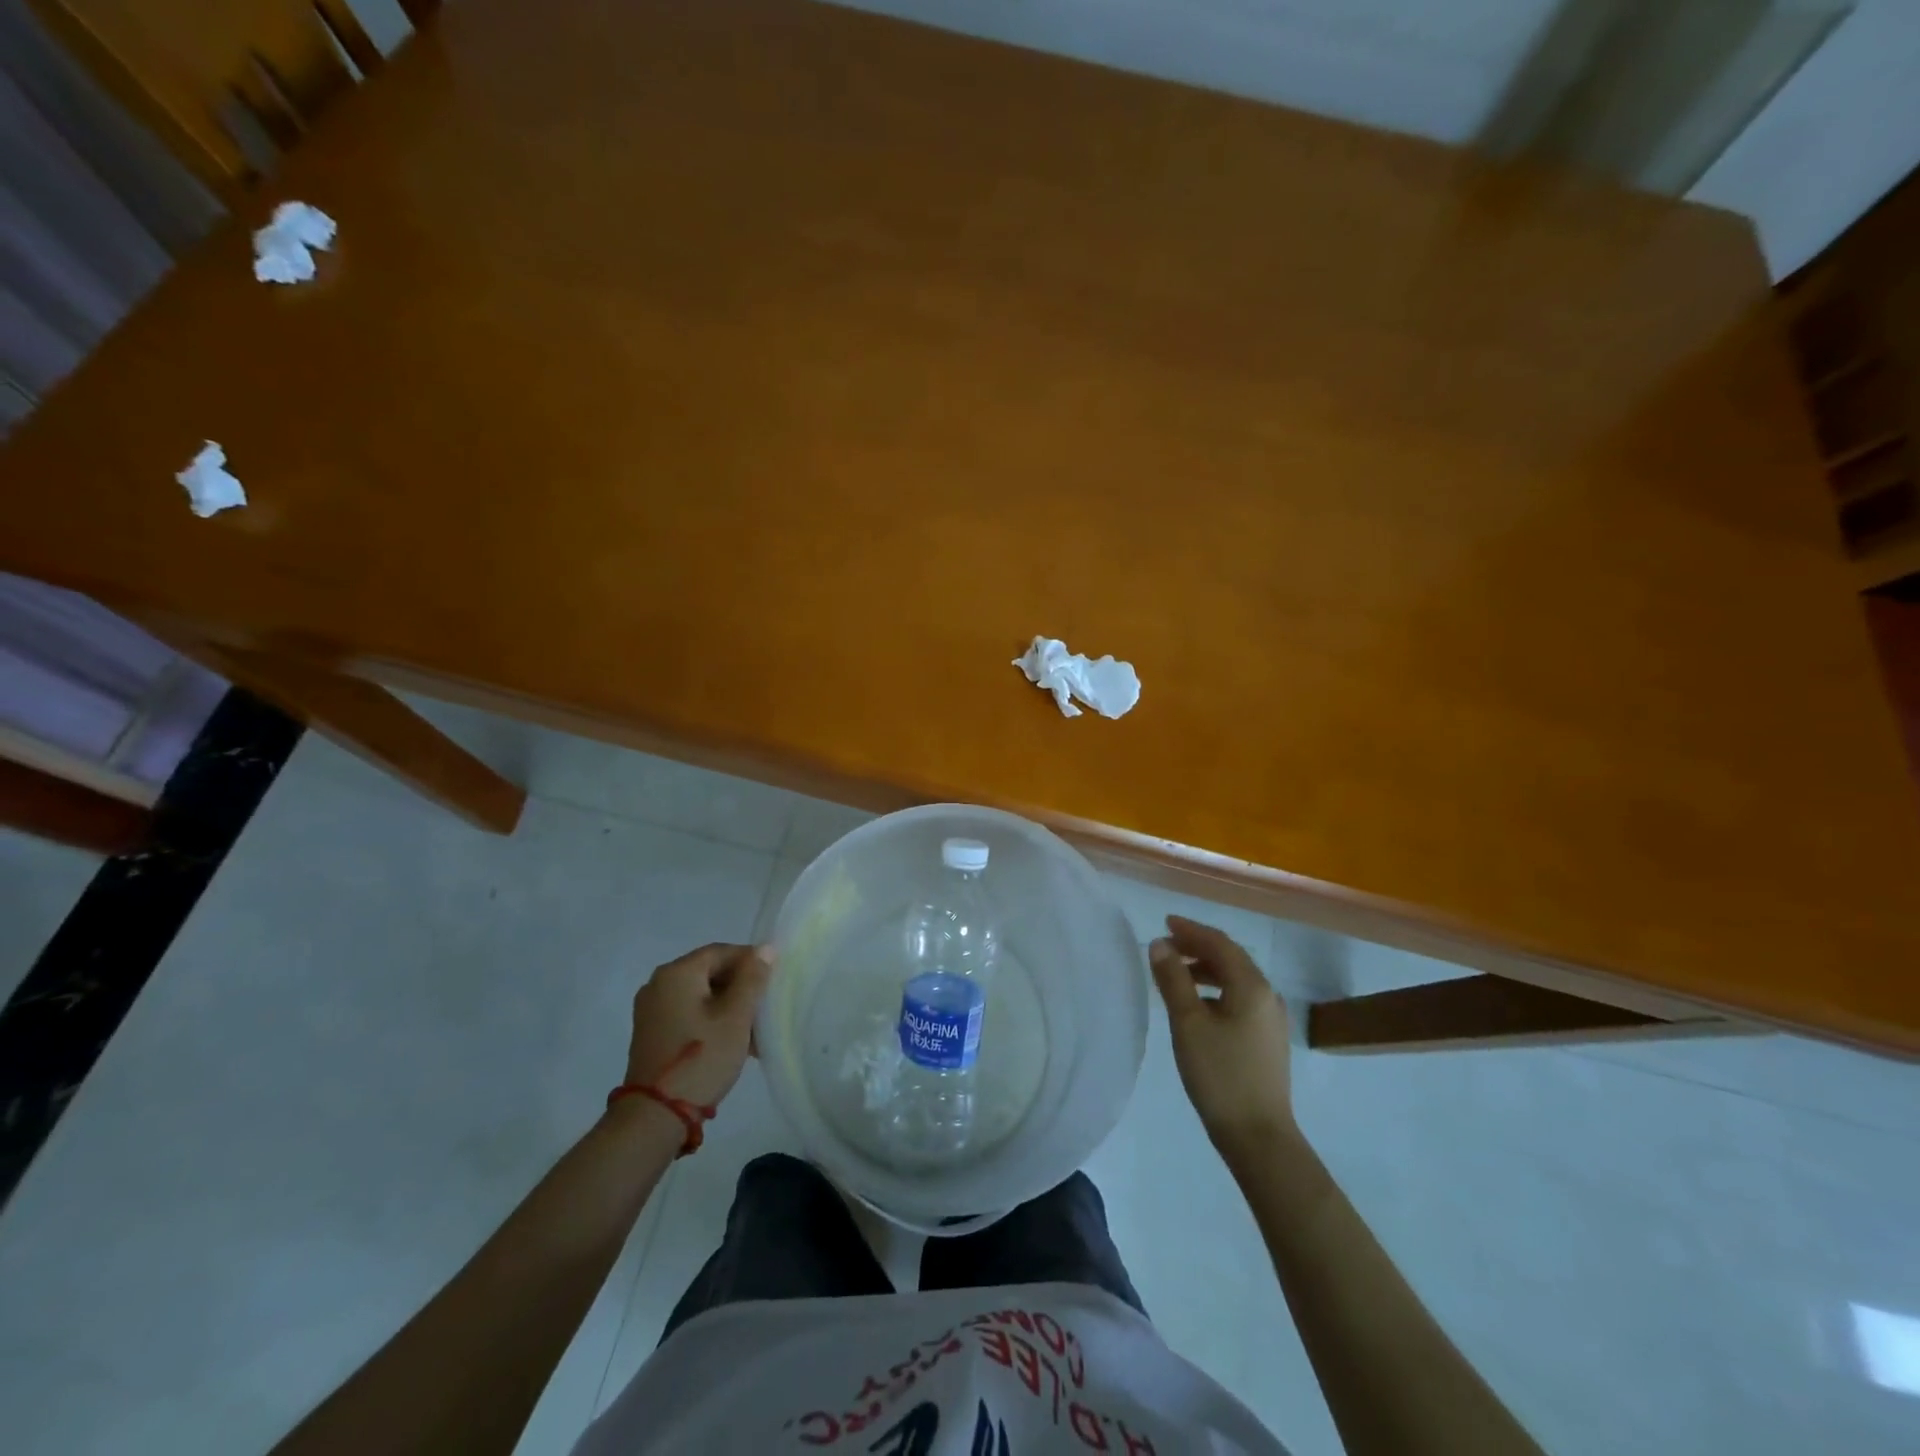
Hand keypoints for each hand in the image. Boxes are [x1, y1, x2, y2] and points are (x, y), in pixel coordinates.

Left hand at [622, 943, 773, 1111]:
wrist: (655, 1116)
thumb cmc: (701, 1058)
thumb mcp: (736, 1016)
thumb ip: (752, 978)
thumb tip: (765, 949)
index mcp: (676, 973)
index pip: (721, 951)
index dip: (751, 961)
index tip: (774, 981)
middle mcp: (658, 984)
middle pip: (710, 972)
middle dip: (741, 988)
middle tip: (765, 1010)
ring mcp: (652, 1010)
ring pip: (702, 996)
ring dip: (729, 1008)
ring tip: (754, 1033)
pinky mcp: (652, 1033)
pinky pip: (689, 1013)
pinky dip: (712, 1021)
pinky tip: (732, 1043)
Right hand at [1149, 916, 1294, 1165]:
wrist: (1258, 1137)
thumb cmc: (1220, 1074)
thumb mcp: (1188, 1023)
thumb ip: (1173, 979)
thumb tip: (1159, 944)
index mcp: (1252, 985)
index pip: (1219, 943)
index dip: (1191, 929)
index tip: (1165, 923)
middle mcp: (1267, 995)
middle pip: (1231, 957)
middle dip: (1198, 946)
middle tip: (1166, 944)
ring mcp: (1270, 1019)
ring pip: (1236, 979)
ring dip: (1206, 968)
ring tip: (1176, 973)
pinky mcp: (1267, 1039)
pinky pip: (1239, 997)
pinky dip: (1215, 989)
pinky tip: (1197, 1004)